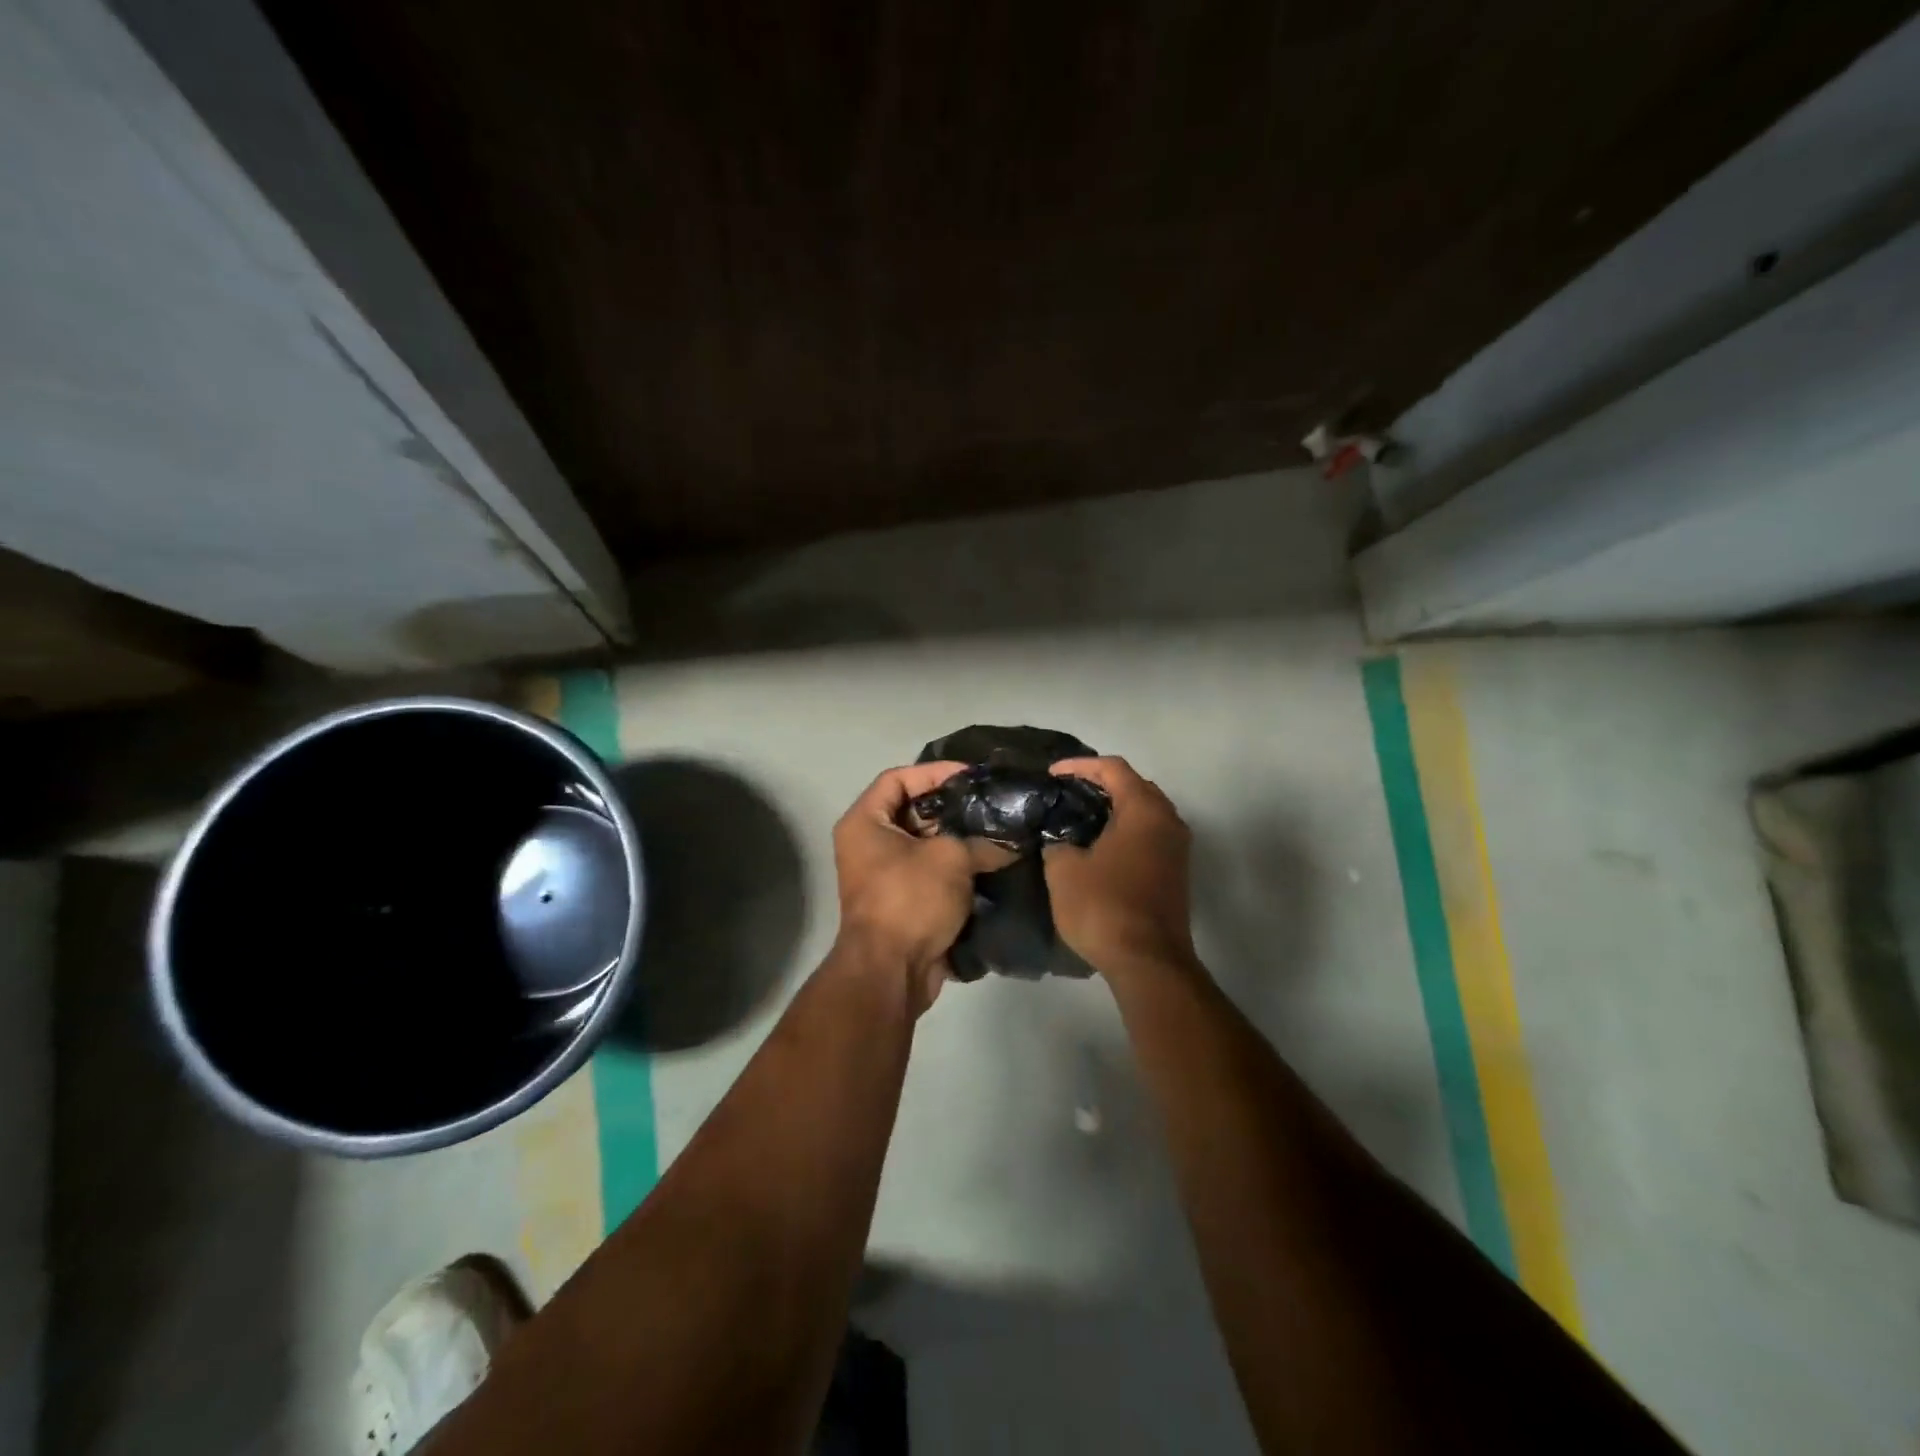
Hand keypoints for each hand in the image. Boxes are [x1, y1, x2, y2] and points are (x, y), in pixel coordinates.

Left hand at [832, 762, 1010, 1012]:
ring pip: (927, 844)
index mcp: (865, 822)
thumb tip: (1013, 843)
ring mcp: (885, 875)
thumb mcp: (951, 859)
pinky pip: (932, 873)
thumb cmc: (910, 899)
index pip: (898, 778)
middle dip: (953, 807)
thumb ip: (983, 842)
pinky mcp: (904, 902)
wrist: (891, 972)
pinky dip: (958, 868)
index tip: (972, 776)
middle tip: (992, 803)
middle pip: (913, 811)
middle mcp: (869, 844)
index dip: (935, 772)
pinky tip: (993, 862)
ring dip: (960, 839)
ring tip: (999, 831)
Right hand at [1043, 756, 1195, 980]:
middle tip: (1068, 791)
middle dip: (1102, 783)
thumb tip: (1060, 842)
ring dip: (1116, 809)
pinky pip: (1150, 835)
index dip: (1080, 766)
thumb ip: (1058, 844)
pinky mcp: (1176, 873)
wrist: (1148, 961)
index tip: (1052, 774)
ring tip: (1081, 816)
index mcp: (1144, 810)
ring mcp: (1177, 849)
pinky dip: (1126, 830)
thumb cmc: (1104, 906)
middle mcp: (1168, 821)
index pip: (1113, 769)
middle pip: (1136, 786)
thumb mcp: (1064, 871)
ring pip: (1146, 812)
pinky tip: (1100, 845)